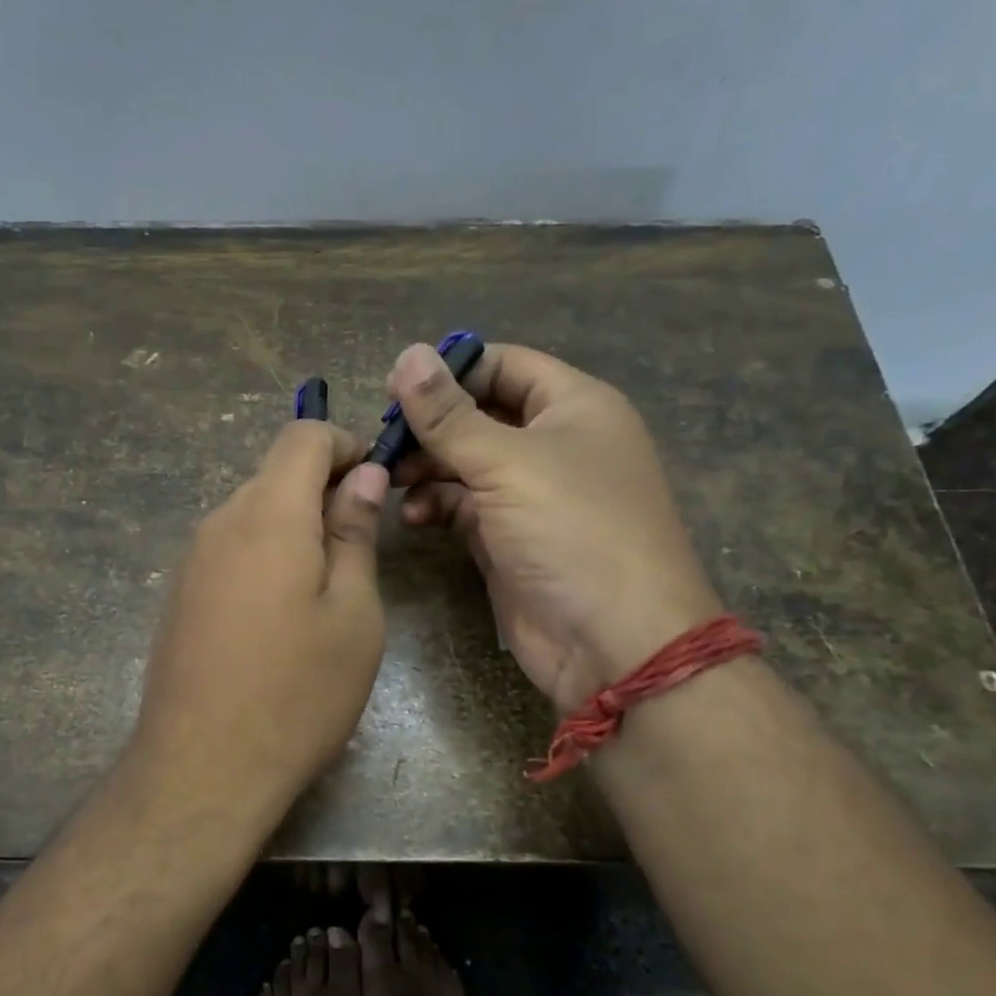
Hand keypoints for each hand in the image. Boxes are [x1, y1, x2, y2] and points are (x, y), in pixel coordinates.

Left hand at [130, 421, 388, 814]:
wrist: (201, 769)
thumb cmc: (297, 693)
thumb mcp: (353, 614)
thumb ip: (355, 534)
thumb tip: (363, 477)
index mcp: (268, 514)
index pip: (302, 436)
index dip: (345, 444)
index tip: (376, 481)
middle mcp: (220, 522)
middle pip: (275, 473)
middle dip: (324, 487)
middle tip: (364, 541)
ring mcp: (192, 558)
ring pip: (252, 511)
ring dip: (296, 524)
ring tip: (329, 584)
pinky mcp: (180, 593)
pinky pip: (231, 547)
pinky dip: (266, 552)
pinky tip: (283, 612)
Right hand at [389, 342, 721, 709]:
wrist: (614, 642)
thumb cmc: (571, 530)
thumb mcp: (507, 462)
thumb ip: (449, 413)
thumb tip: (408, 354)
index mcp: (574, 407)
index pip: (505, 365)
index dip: (452, 370)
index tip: (395, 388)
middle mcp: (554, 444)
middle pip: (479, 415)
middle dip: (430, 426)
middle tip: (381, 440)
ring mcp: (531, 495)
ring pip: (466, 463)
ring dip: (426, 467)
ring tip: (388, 479)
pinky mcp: (509, 539)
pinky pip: (463, 508)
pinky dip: (436, 506)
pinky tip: (413, 517)